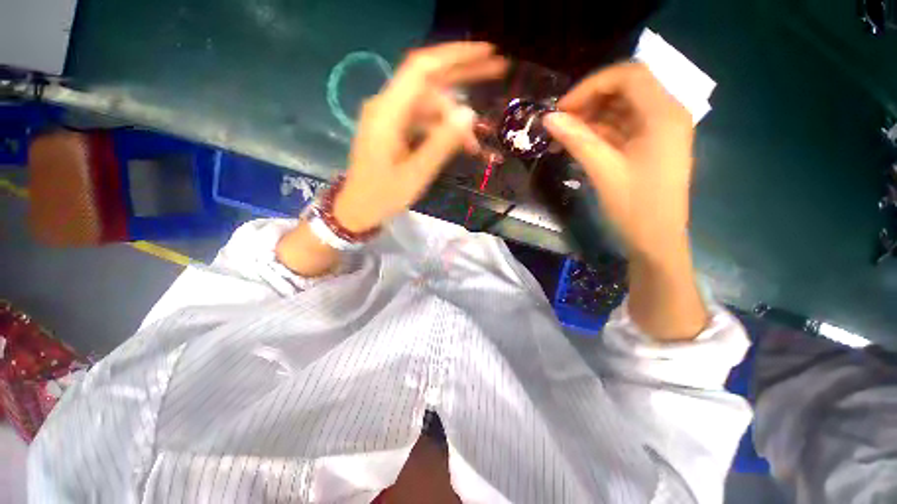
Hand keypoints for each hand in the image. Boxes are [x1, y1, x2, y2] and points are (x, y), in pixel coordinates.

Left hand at [333, 42, 507, 232]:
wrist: (359, 208)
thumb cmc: (384, 196)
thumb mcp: (417, 174)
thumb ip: (442, 143)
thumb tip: (468, 114)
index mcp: (388, 113)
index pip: (422, 69)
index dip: (455, 56)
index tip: (487, 52)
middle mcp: (387, 106)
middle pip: (428, 80)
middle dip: (463, 76)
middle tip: (497, 71)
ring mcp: (389, 116)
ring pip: (429, 104)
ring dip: (453, 119)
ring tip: (475, 143)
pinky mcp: (393, 128)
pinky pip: (422, 119)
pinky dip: (441, 129)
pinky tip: (457, 144)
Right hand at [545, 63, 706, 339]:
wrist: (656, 240)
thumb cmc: (635, 207)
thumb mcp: (603, 170)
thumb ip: (577, 139)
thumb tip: (548, 118)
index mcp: (663, 114)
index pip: (628, 75)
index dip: (591, 85)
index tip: (562, 109)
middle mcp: (667, 113)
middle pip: (625, 89)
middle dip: (589, 101)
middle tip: (560, 123)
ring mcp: (660, 130)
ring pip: (622, 108)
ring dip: (591, 118)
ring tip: (563, 136)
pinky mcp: (651, 145)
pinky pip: (623, 127)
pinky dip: (599, 132)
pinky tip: (578, 144)